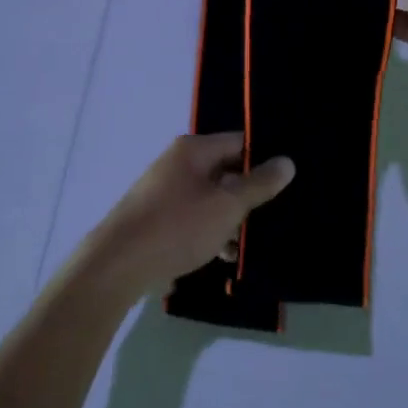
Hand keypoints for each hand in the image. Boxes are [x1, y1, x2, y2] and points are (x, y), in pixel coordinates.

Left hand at [76, 134, 294, 299]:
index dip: (265, 160)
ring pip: (212, 198)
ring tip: (251, 245)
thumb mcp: (226, 206)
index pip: (240, 142)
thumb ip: (258, 184)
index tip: (290, 182)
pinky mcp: (159, 218)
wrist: (118, 265)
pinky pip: (195, 217)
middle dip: (250, 195)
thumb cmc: (177, 227)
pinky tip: (225, 256)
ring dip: (232, 219)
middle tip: (277, 215)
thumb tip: (287, 161)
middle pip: (227, 171)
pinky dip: (212, 232)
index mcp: (193, 150)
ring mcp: (166, 191)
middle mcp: (178, 164)